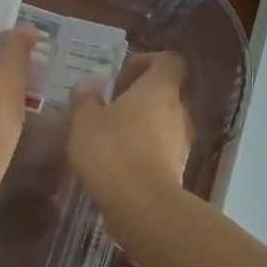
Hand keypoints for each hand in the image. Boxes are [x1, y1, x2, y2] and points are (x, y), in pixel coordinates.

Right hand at [68, 52, 193, 205]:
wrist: (141, 205)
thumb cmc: (112, 149)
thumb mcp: (85, 120)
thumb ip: (86, 100)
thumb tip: (88, 87)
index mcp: (159, 89)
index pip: (168, 61)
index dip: (147, 61)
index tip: (122, 74)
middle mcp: (178, 111)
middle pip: (165, 93)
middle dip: (139, 97)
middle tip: (109, 106)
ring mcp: (182, 142)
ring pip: (163, 123)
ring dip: (141, 125)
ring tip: (110, 137)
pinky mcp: (178, 170)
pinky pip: (160, 150)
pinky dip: (143, 151)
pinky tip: (117, 164)